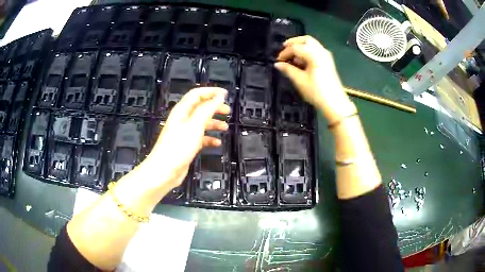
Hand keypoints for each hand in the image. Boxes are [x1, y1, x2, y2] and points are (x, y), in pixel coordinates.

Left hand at [141, 87, 229, 187]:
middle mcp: (183, 119)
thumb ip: (207, 109)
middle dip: (214, 107)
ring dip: (214, 123)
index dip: (211, 92)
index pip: (197, 94)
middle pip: (200, 107)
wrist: (165, 170)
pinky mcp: (187, 144)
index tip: (225, 94)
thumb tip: (219, 96)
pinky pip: (200, 137)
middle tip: (227, 110)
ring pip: (201, 122)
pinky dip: (209, 138)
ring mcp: (184, 132)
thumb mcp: (195, 125)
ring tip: (225, 127)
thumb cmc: (178, 146)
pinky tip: (217, 143)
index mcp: (182, 110)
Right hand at [275, 35, 355, 124]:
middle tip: (284, 49)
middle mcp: (321, 51)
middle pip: (305, 40)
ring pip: (311, 44)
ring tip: (291, 57)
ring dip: (300, 47)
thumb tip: (278, 64)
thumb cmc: (317, 92)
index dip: (284, 52)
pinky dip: (307, 52)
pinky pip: (316, 50)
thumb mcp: (300, 81)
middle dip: (293, 43)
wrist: (335, 104)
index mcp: (314, 54)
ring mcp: (326, 56)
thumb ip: (288, 69)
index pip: (296, 47)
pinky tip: (301, 61)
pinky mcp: (328, 62)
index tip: (278, 60)